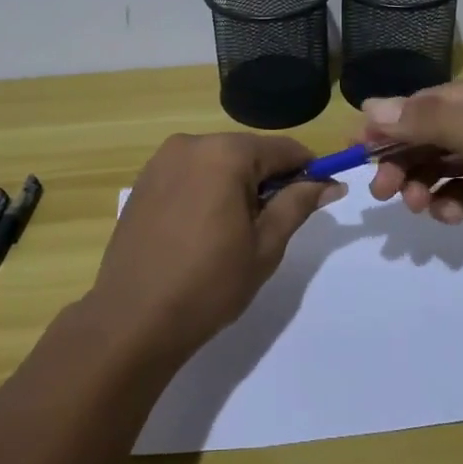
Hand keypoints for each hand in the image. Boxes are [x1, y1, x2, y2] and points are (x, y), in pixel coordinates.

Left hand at [89, 133, 345, 363]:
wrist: (132, 320)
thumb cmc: (209, 284)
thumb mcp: (265, 245)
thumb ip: (298, 204)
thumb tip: (330, 184)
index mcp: (225, 153)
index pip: (283, 149)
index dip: (307, 170)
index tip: (321, 194)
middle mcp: (191, 144)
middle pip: (248, 152)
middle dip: (268, 179)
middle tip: (274, 224)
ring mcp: (162, 160)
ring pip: (218, 161)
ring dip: (236, 185)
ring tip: (236, 232)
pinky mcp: (144, 181)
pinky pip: (191, 173)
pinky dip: (207, 190)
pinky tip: (204, 229)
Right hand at [364, 68, 462, 275]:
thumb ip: (430, 121)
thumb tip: (370, 106)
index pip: (428, 102)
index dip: (391, 123)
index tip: (357, 147)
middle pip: (431, 135)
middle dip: (404, 159)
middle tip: (380, 190)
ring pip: (442, 165)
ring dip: (422, 183)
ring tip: (414, 206)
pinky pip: (461, 190)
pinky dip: (447, 201)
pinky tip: (448, 215)